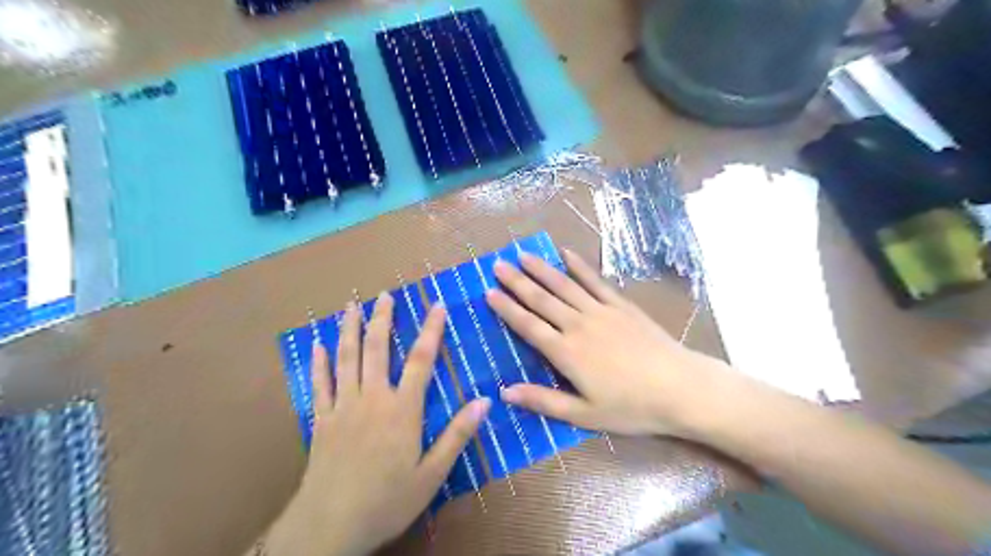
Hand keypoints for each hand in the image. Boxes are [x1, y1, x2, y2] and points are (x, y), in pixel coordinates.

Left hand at [266, 295, 488, 555]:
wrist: (329, 527)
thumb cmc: (387, 500)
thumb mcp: (432, 474)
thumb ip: (457, 435)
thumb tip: (484, 401)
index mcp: (402, 410)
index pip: (420, 360)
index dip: (431, 330)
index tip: (436, 305)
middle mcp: (372, 399)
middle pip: (377, 349)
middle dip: (382, 319)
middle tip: (384, 295)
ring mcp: (342, 407)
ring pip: (346, 359)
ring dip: (349, 330)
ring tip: (351, 306)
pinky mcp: (321, 420)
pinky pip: (319, 384)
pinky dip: (318, 362)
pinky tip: (317, 344)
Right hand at [487, 250, 733, 439]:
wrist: (680, 388)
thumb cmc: (631, 407)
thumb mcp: (584, 415)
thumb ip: (543, 401)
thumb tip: (505, 393)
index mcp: (566, 353)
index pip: (528, 325)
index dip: (507, 308)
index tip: (489, 292)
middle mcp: (578, 325)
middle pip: (541, 299)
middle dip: (517, 282)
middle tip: (498, 265)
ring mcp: (601, 311)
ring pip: (564, 285)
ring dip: (541, 269)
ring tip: (523, 255)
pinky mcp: (621, 305)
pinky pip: (595, 281)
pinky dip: (579, 266)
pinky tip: (566, 254)